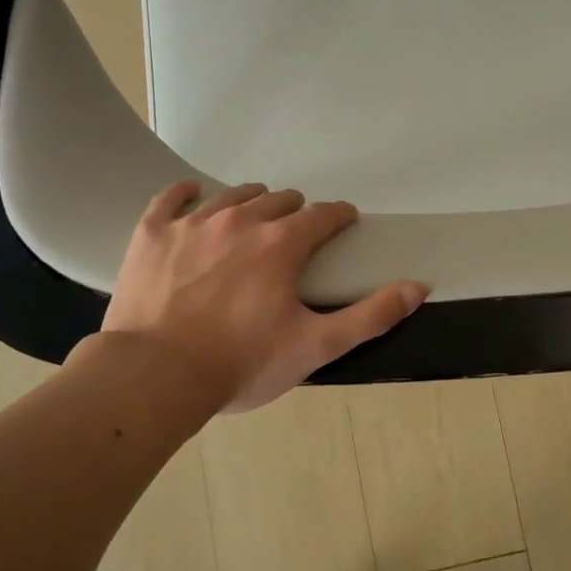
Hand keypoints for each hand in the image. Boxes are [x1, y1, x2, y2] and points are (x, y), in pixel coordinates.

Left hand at [99, 181, 427, 412]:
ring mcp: (192, 224)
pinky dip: (187, 194)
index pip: (322, 216)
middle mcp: (240, 221)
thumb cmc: (242, 364)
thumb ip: (371, 315)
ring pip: (231, 196)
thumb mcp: (316, 346)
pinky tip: (194, 195)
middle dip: (295, 211)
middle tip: (296, 231)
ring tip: (254, 217)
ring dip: (251, 202)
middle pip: (277, 199)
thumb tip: (418, 286)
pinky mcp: (152, 234)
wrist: (157, 376)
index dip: (338, 216)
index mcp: (281, 245)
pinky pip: (171, 197)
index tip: (344, 220)